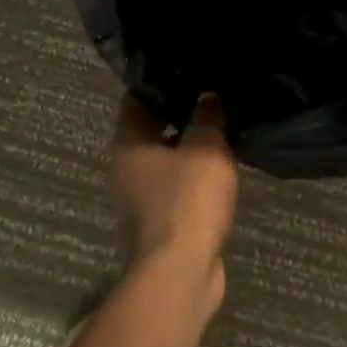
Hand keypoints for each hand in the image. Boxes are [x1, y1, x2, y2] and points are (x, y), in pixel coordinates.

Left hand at [110, 93, 238, 301]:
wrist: (179, 274)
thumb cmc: (187, 201)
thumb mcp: (206, 148)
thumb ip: (207, 116)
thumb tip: (208, 95)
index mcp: (128, 143)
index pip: (136, 99)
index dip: (159, 83)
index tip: (186, 72)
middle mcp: (126, 168)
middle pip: (149, 129)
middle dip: (177, 114)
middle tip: (210, 95)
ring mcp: (140, 198)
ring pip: (165, 160)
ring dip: (188, 147)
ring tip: (220, 128)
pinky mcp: (159, 222)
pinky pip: (176, 187)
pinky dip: (193, 176)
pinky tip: (219, 168)